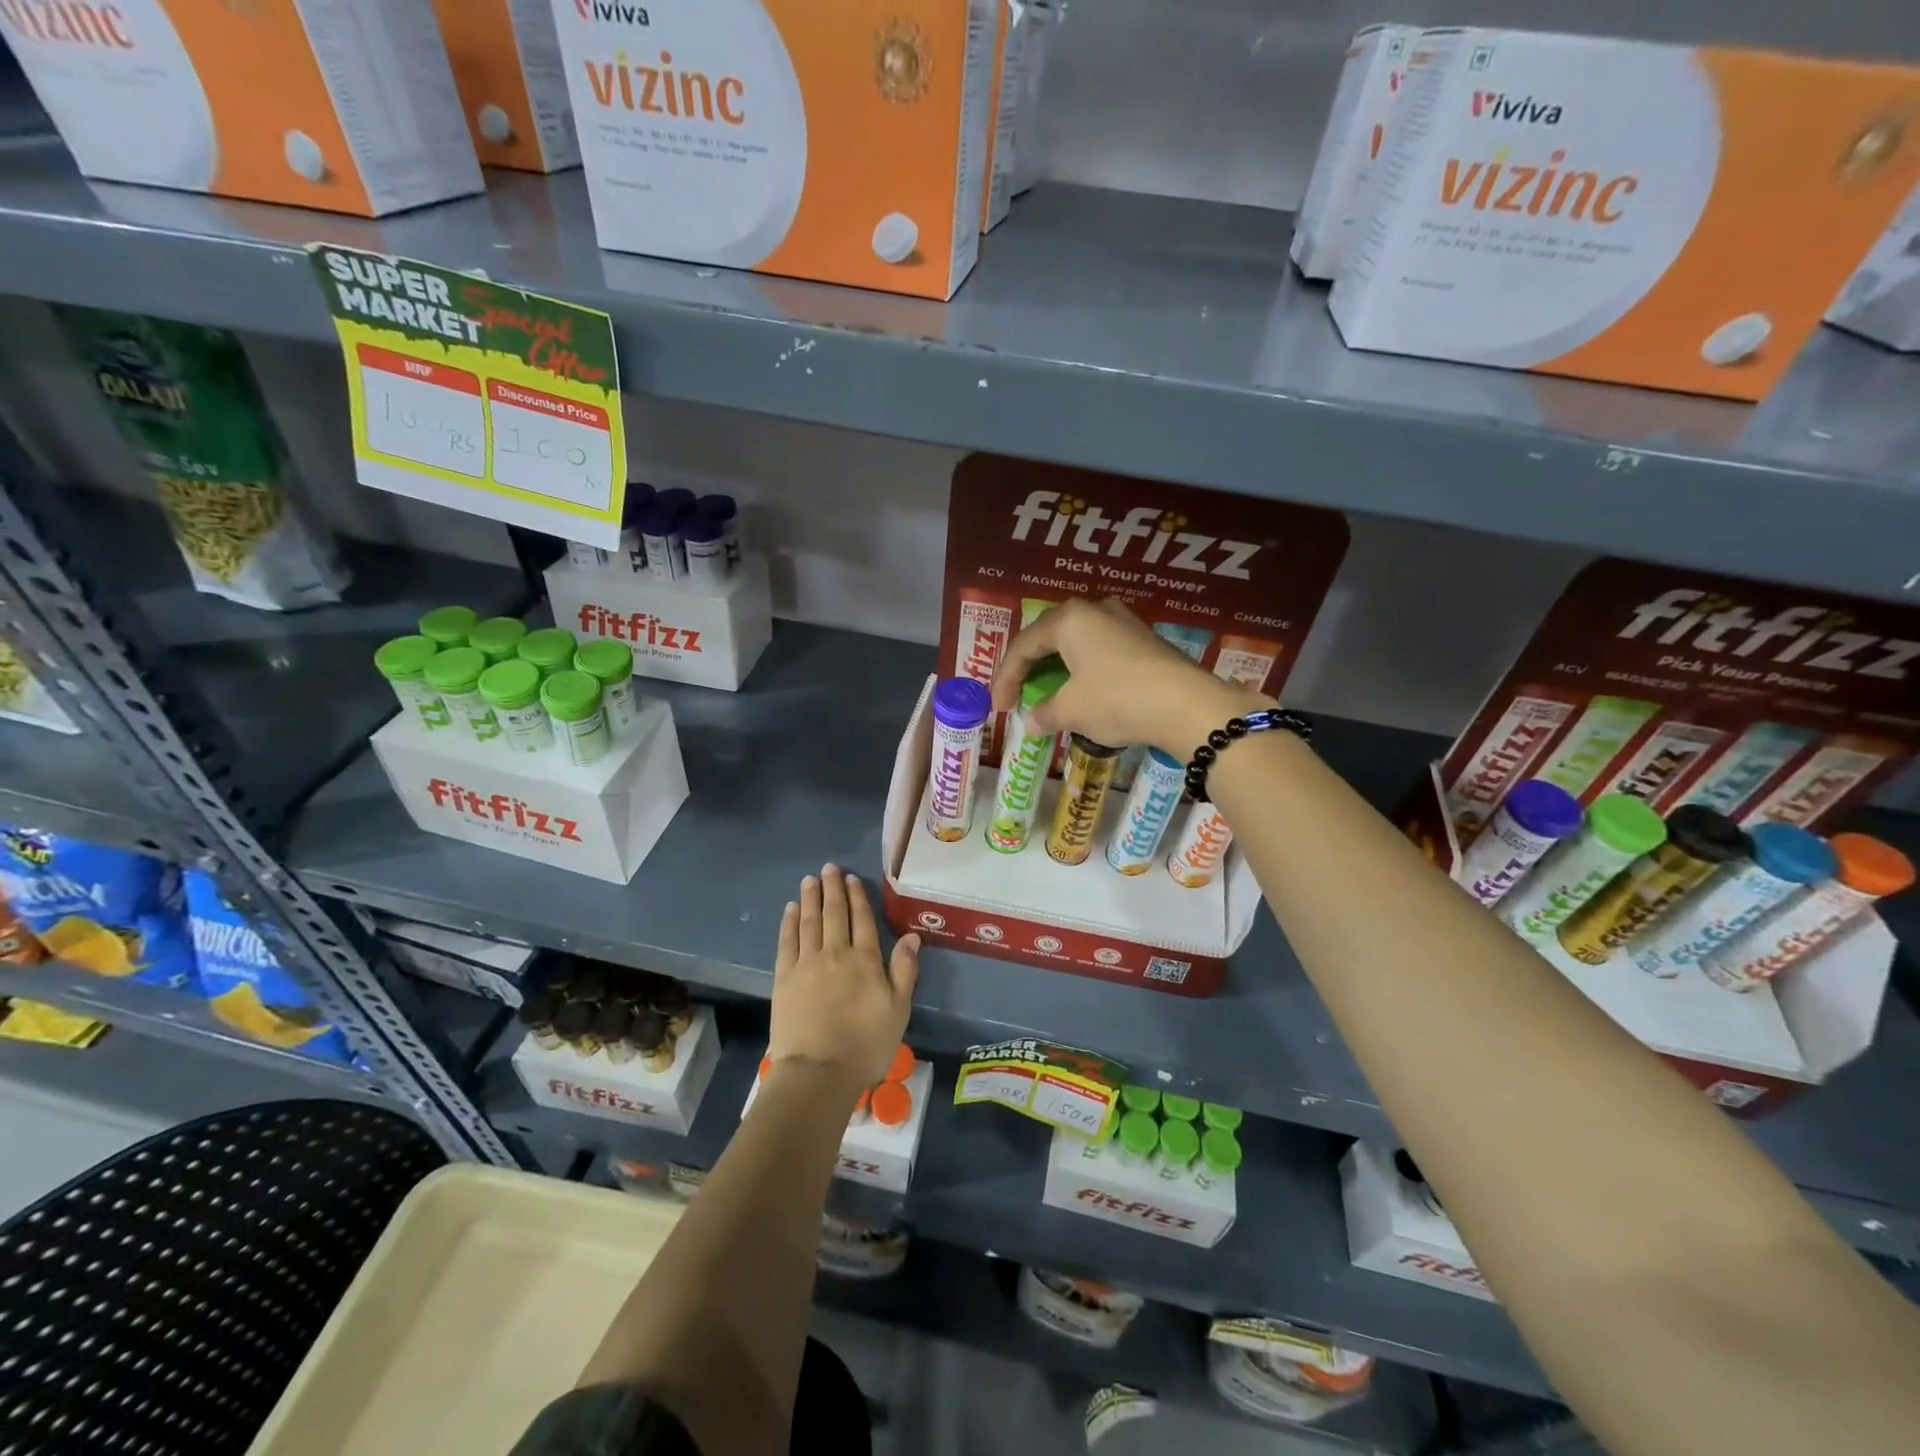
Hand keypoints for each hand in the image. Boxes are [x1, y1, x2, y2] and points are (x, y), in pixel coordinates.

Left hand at [770, 864, 919, 1093]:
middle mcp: (836, 953)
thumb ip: (904, 970)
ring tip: (810, 880)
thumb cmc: (866, 1045)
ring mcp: (807, 963)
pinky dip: (789, 922)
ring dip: (810, 898)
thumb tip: (912, 936)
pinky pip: (787, 941)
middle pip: (834, 913)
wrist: (818, 1072)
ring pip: (809, 921)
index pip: (862, 919)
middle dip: (832, 889)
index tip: (851, 879)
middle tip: (829, 868)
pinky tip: (790, 909)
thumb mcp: (898, 1010)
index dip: (857, 897)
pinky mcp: (784, 977)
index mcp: (865, 960)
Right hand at [989, 598, 1268, 756]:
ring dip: (1056, 668)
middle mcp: (1093, 609)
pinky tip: (1082, 690)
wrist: (1188, 706)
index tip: (999, 708)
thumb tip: (1032, 722)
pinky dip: (1082, 669)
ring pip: (1075, 642)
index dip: (1005, 679)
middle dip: (1029, 668)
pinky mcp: (1143, 638)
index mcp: (1068, 619)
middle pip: (1048, 637)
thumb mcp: (1073, 711)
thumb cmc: (1118, 700)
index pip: (1023, 646)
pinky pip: (1099, 649)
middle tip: (1018, 695)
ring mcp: (1122, 620)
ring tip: (1047, 693)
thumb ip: (1045, 713)